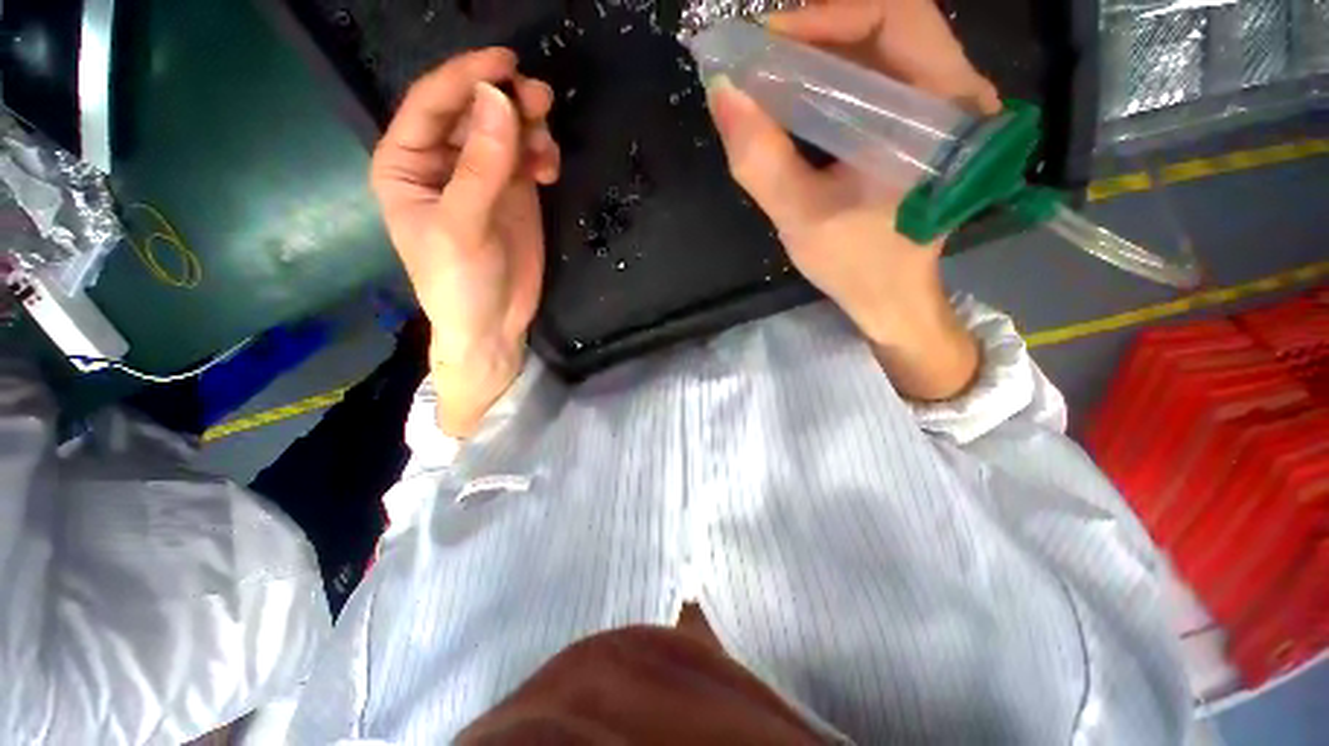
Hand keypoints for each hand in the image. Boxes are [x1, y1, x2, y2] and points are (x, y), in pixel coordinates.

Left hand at [372, 49, 560, 435]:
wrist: (494, 325)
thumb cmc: (459, 282)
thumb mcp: (463, 226)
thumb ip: (481, 167)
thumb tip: (500, 100)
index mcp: (407, 163)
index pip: (433, 105)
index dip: (466, 76)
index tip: (505, 61)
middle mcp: (443, 162)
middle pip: (474, 112)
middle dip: (505, 101)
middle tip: (540, 100)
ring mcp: (482, 177)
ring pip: (505, 131)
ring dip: (529, 128)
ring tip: (547, 145)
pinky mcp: (514, 194)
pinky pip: (527, 158)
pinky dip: (541, 156)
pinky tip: (549, 170)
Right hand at [706, 0, 997, 400]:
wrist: (892, 297)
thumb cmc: (856, 265)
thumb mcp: (801, 219)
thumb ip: (761, 160)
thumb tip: (723, 94)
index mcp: (942, 112)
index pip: (895, 17)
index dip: (828, 15)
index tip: (768, 41)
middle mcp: (957, 94)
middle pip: (891, 22)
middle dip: (821, 29)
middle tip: (764, 55)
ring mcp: (946, 106)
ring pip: (885, 45)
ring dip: (826, 50)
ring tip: (774, 72)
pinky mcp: (926, 123)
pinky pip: (882, 75)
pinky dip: (838, 74)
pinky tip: (801, 94)